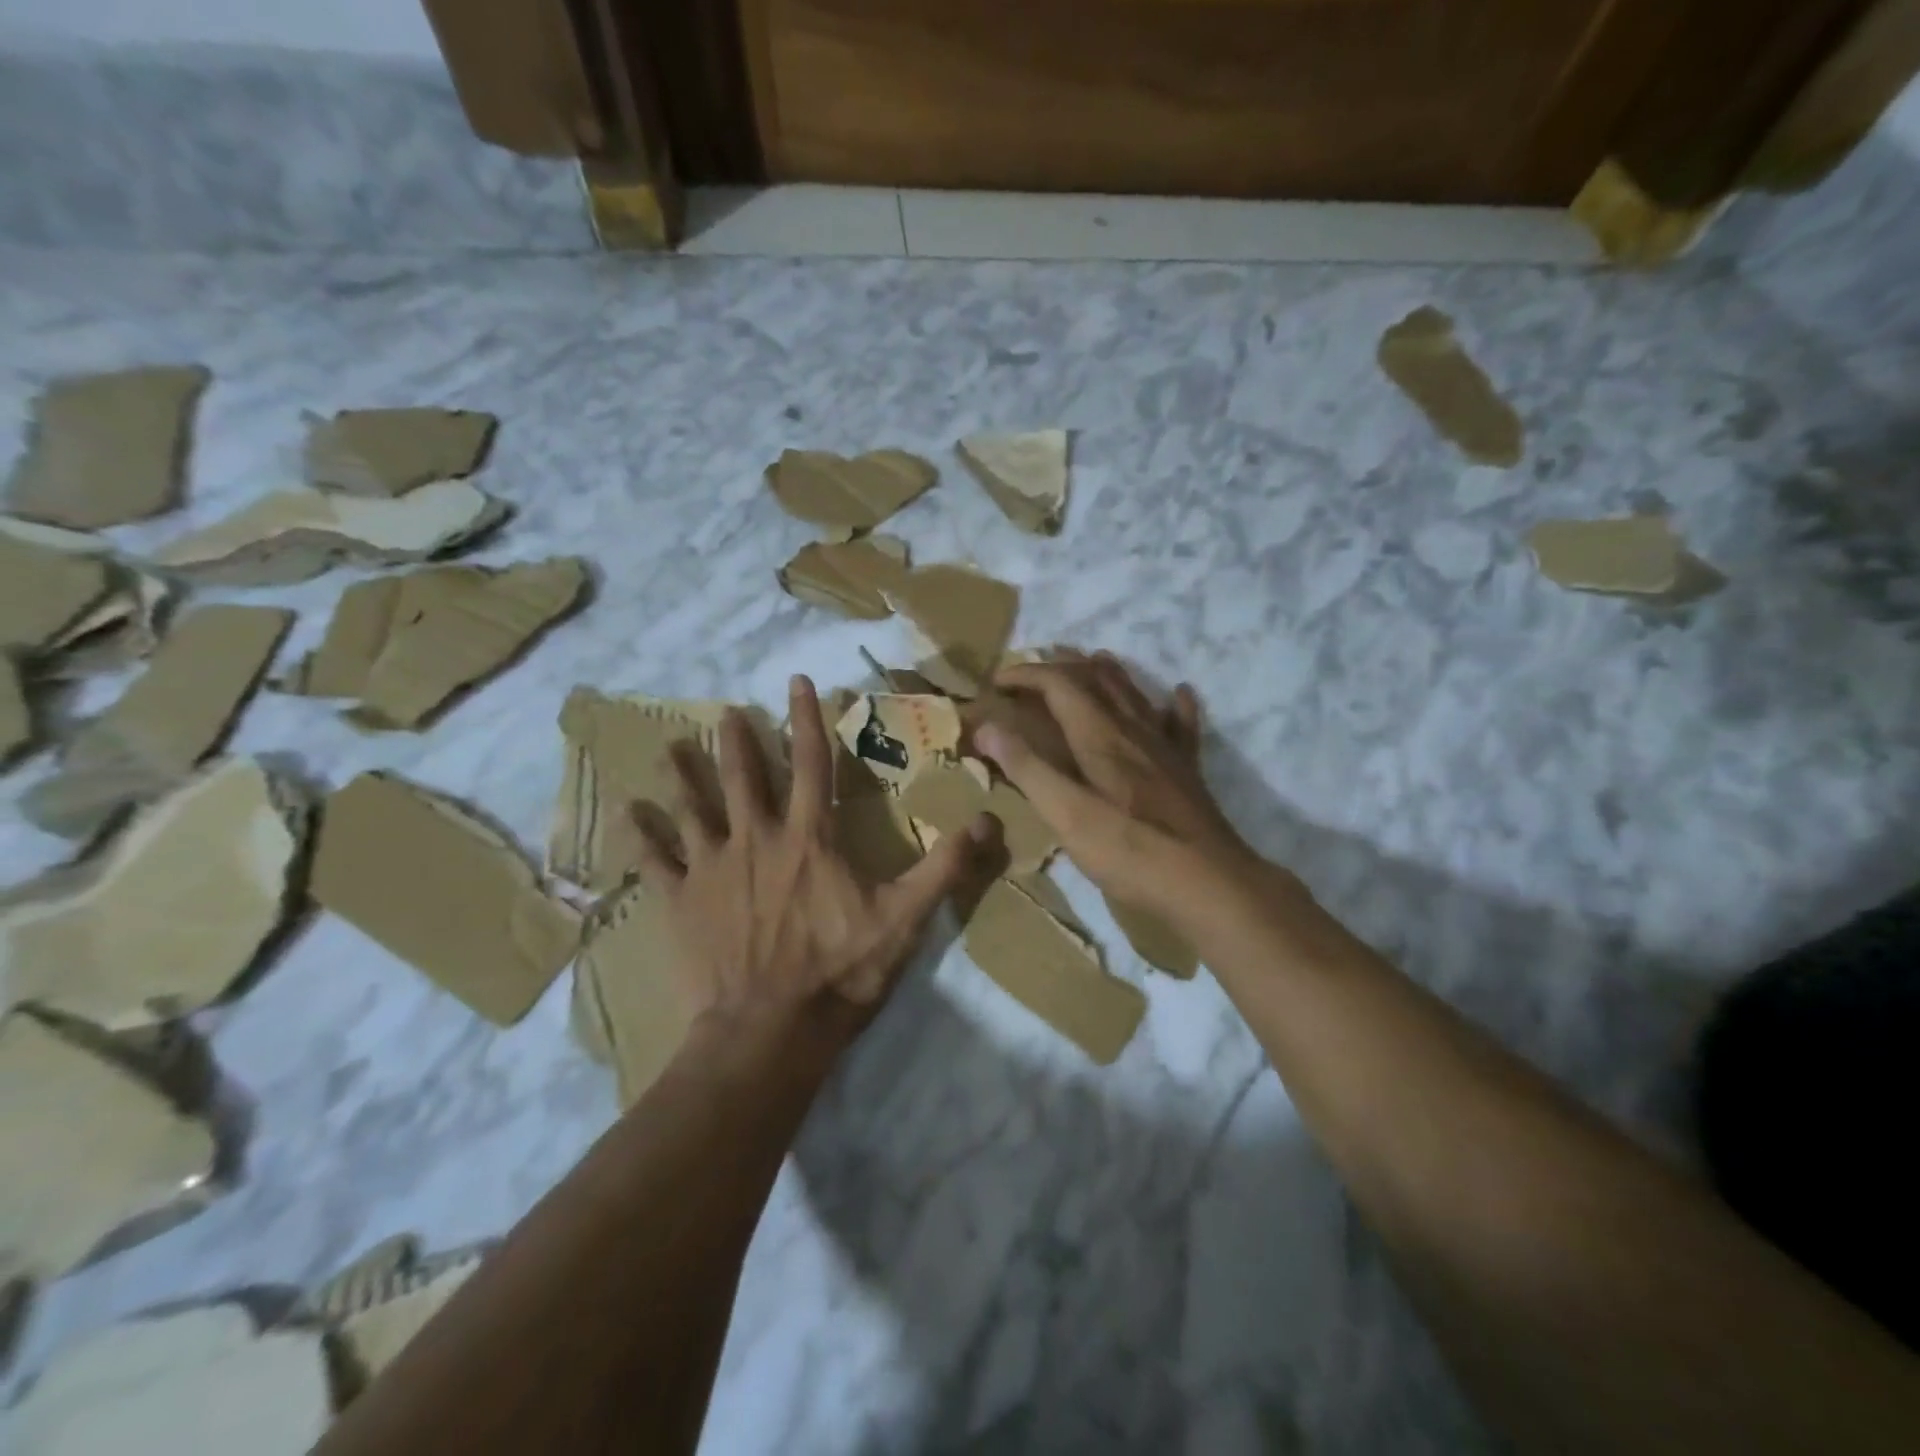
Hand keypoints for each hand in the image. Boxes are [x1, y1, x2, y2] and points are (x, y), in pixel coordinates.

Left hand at [635, 676, 985, 1038]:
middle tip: (726, 711)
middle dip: (737, 740)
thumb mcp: (905, 919)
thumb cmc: (841, 970)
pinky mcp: (681, 901)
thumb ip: (945, 867)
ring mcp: (714, 867)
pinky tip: (628, 813)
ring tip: (670, 745)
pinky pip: (656, 860)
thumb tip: (990, 820)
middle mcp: (757, 837)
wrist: (770, 1030)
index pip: (811, 761)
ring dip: (684, 775)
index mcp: (810, 836)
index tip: (797, 682)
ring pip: (694, 808)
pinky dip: (643, 836)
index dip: (806, 718)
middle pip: (743, 776)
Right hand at [973, 653, 1262, 923]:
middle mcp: (1133, 728)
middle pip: (1096, 679)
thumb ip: (1026, 768)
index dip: (1025, 675)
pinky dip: (1174, 704)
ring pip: (1134, 693)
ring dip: (1108, 672)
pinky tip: (1178, 693)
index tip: (996, 682)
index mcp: (1099, 735)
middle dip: (1062, 666)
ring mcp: (1165, 747)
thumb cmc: (1130, 850)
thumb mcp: (1066, 813)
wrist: (1208, 883)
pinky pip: (1181, 724)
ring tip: (1092, 660)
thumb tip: (987, 726)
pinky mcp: (1187, 769)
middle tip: (1035, 668)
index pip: (1058, 683)